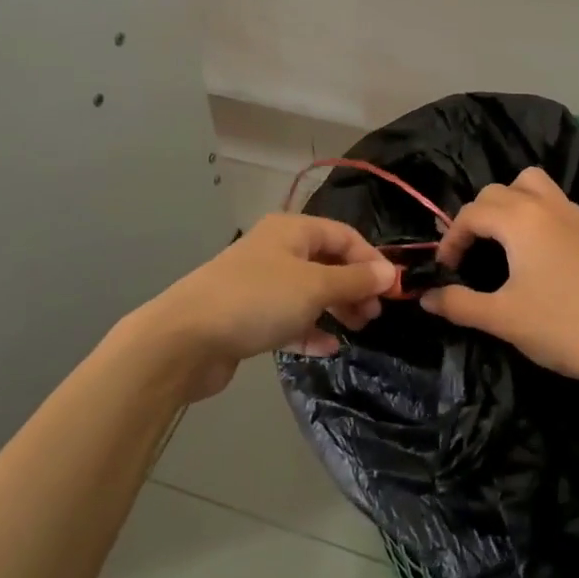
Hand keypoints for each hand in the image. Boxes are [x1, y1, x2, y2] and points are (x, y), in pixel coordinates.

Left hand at [137, 213, 395, 400]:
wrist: (185, 339)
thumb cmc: (257, 300)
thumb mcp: (314, 287)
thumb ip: (354, 280)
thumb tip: (390, 273)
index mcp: (291, 230)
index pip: (343, 235)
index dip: (371, 259)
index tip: (392, 289)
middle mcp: (276, 250)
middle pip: (327, 262)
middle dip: (354, 285)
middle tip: (374, 313)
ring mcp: (260, 284)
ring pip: (309, 291)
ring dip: (335, 307)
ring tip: (358, 328)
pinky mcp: (248, 316)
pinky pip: (289, 317)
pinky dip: (310, 328)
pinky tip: (327, 346)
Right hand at [422, 167, 578, 393]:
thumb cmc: (562, 327)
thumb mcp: (502, 319)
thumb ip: (459, 304)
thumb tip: (426, 297)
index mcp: (520, 220)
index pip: (472, 213)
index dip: (451, 238)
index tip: (446, 269)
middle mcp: (548, 206)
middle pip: (499, 191)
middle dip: (477, 216)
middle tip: (471, 252)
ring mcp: (577, 215)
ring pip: (534, 185)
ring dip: (511, 202)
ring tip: (506, 239)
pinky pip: (558, 205)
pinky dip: (539, 215)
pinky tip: (543, 255)